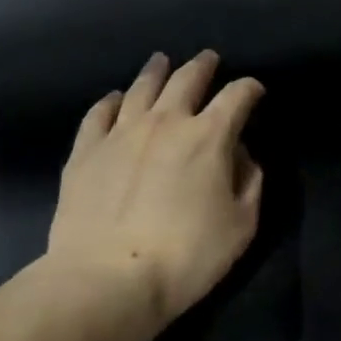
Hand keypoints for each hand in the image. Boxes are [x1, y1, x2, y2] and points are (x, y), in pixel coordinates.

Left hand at [42, 50, 264, 340]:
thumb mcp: (241, 225)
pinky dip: (112, 100)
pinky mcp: (86, 151)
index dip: (250, 88)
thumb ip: (250, 181)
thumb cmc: (185, 257)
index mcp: (209, 136)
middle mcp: (166, 121)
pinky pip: (99, 113)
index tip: (254, 91)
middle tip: (208, 58)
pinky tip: (116, 98)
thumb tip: (240, 155)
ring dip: (157, 70)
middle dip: (203, 65)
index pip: (237, 96)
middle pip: (187, 78)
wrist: (106, 282)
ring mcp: (121, 132)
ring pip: (142, 87)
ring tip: (162, 61)